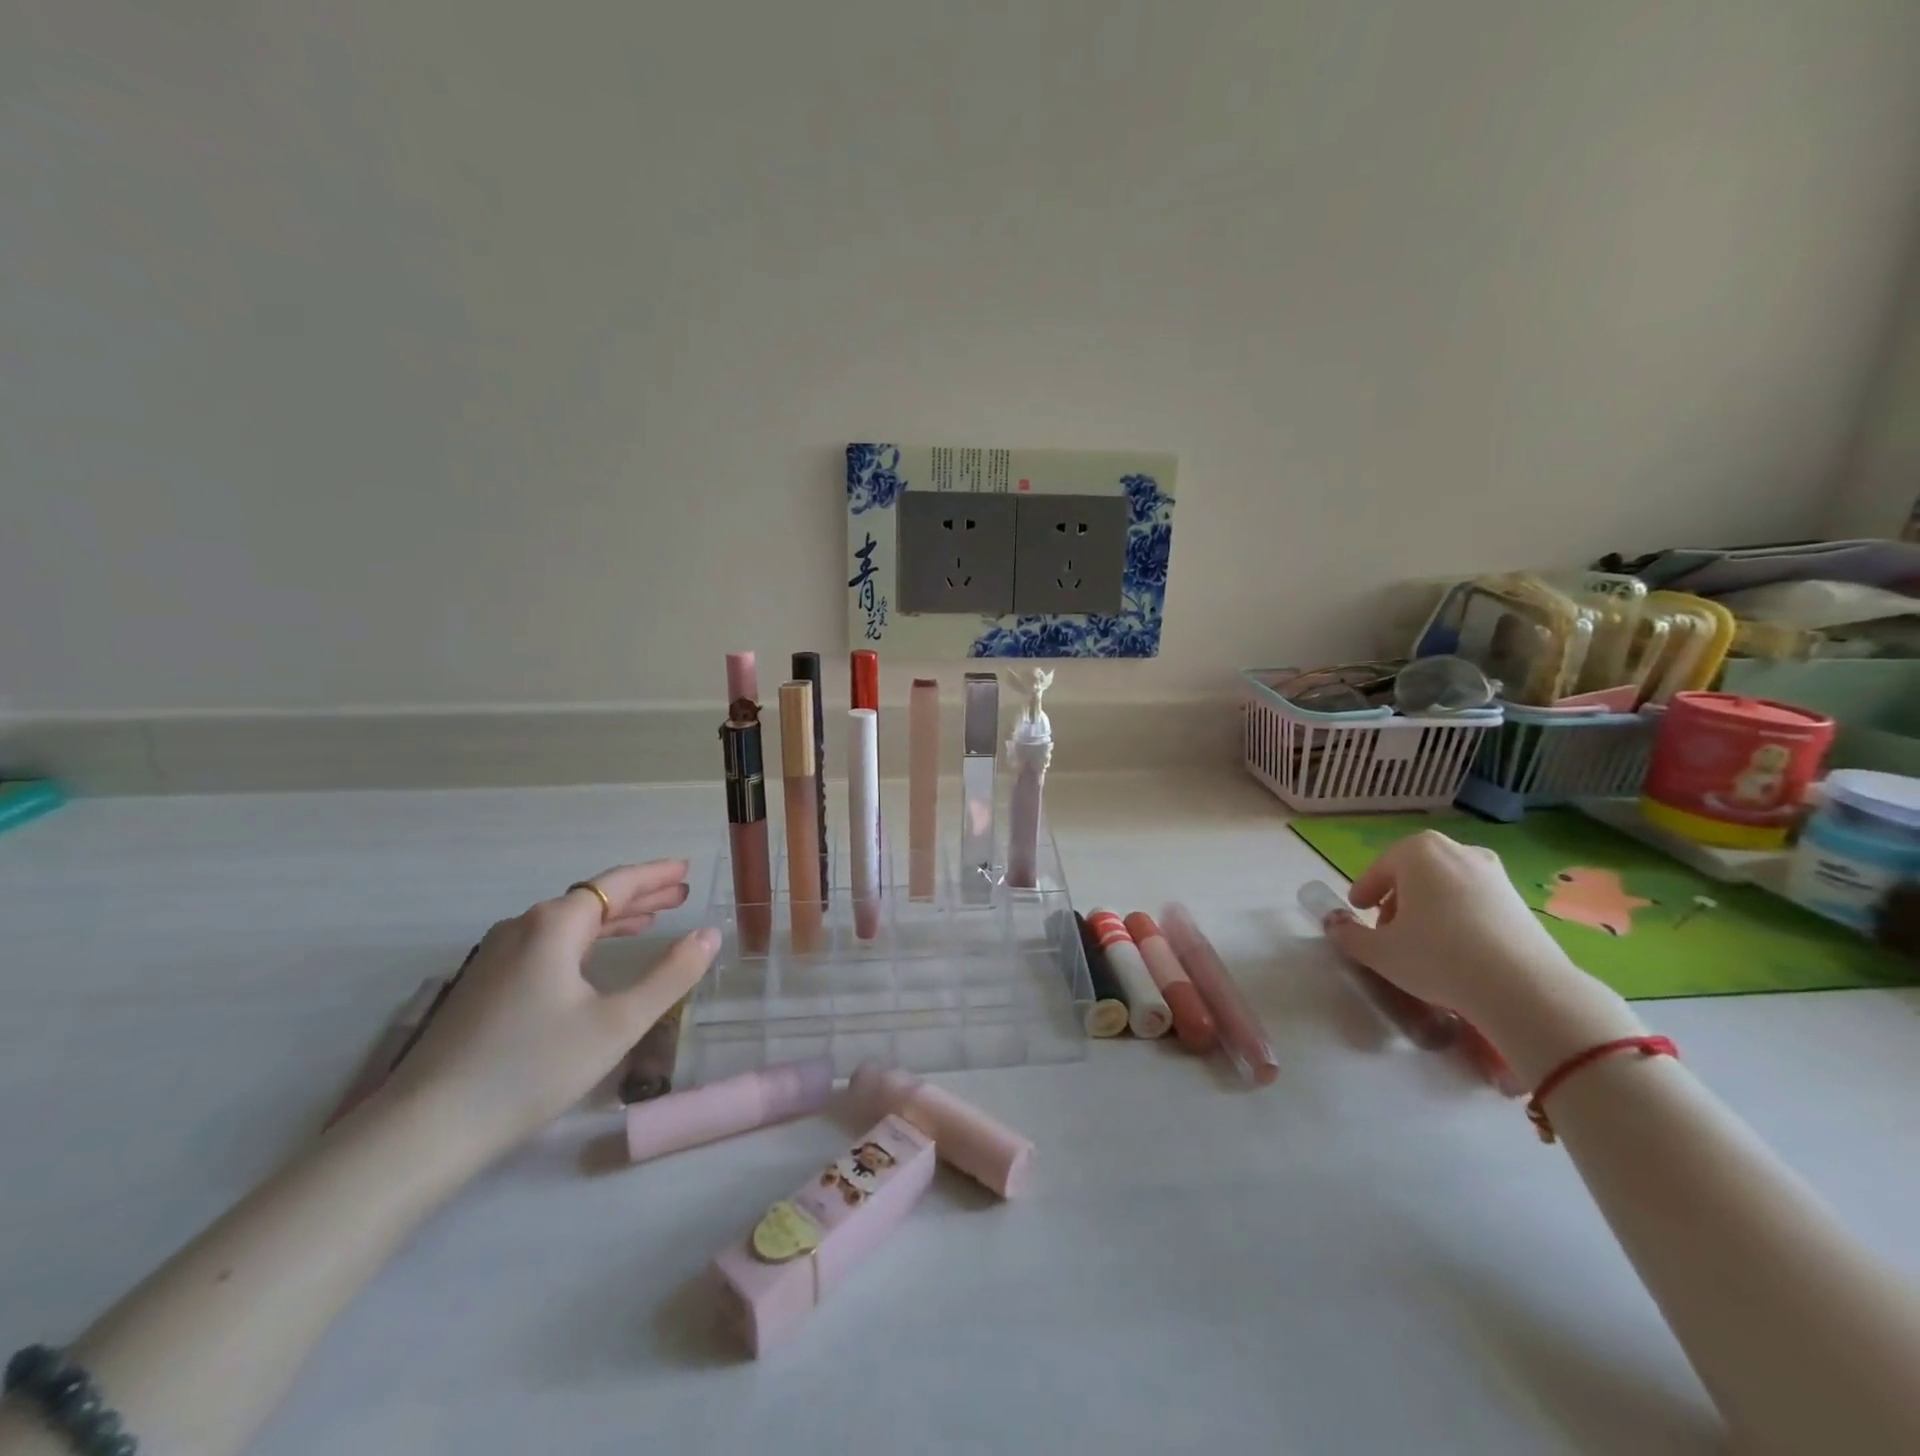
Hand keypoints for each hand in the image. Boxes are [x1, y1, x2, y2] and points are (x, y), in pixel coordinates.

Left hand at [372, 860, 718, 1164]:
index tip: (686, 869)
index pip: (616, 884)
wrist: (427, 1127)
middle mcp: (524, 927)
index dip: (655, 874)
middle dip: (640, 894)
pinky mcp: (485, 983)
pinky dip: (585, 939)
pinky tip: (595, 956)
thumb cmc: (533, 1067)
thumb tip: (710, 934)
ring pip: (568, 922)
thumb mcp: (617, 1023)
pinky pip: (548, 943)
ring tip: (652, 919)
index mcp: (555, 924)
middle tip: (681, 893)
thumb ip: (670, 975)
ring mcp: (498, 955)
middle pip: (592, 898)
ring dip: (614, 918)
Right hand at [1322, 830, 1576, 1025]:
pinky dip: (1459, 917)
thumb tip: (1334, 925)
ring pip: (1446, 886)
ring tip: (1423, 942)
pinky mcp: (1520, 900)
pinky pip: (1475, 901)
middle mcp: (1457, 851)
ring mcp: (1494, 874)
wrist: (1524, 988)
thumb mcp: (1379, 951)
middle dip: (1398, 898)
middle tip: (1389, 928)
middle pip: (1414, 873)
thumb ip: (1349, 935)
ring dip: (1429, 907)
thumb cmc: (1437, 957)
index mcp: (1417, 851)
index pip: (1379, 869)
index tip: (1358, 910)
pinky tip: (1457, 949)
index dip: (1365, 891)